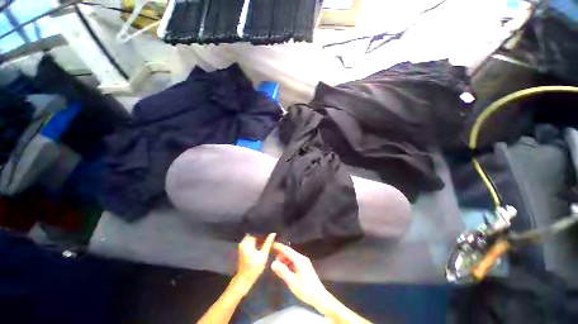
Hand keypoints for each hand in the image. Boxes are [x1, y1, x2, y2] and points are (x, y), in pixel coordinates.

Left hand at [234, 233, 275, 293]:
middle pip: (254, 233)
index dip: (264, 229)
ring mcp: (244, 244)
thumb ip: (268, 243)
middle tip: (272, 231)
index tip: (271, 228)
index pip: (256, 231)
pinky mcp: (245, 247)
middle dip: (263, 232)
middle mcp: (244, 241)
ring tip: (270, 235)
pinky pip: (253, 240)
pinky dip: (259, 240)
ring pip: (254, 236)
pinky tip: (266, 241)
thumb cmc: (254, 269)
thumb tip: (273, 233)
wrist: (244, 280)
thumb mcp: (263, 255)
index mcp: (246, 242)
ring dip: (261, 236)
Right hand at [271, 243, 330, 309]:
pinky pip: (295, 261)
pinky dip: (288, 263)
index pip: (287, 250)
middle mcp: (302, 258)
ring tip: (278, 266)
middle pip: (289, 253)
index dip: (279, 247)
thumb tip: (273, 263)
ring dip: (284, 260)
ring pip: (292, 257)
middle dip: (281, 255)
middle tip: (273, 261)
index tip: (271, 244)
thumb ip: (282, 271)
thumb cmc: (306, 290)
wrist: (319, 297)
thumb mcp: (292, 282)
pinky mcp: (305, 267)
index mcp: (299, 259)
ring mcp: (304, 262)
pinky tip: (285, 269)